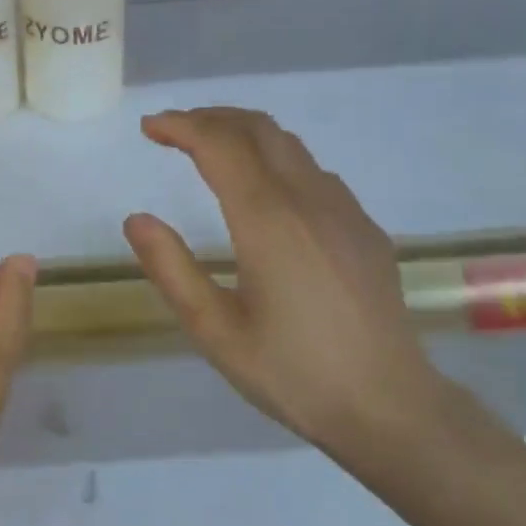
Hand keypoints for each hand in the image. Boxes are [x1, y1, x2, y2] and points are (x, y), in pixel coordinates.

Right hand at [123, 108, 454, 450]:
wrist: (389, 408)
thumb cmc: (292, 372)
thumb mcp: (214, 330)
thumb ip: (171, 269)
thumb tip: (136, 219)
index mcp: (267, 220)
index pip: (219, 145)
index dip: (181, 126)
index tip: (150, 127)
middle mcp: (308, 200)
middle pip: (258, 129)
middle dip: (211, 118)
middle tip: (174, 130)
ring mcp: (344, 211)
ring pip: (290, 145)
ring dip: (244, 134)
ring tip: (210, 150)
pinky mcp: (364, 229)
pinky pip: (314, 172)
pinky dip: (275, 159)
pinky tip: (265, 191)